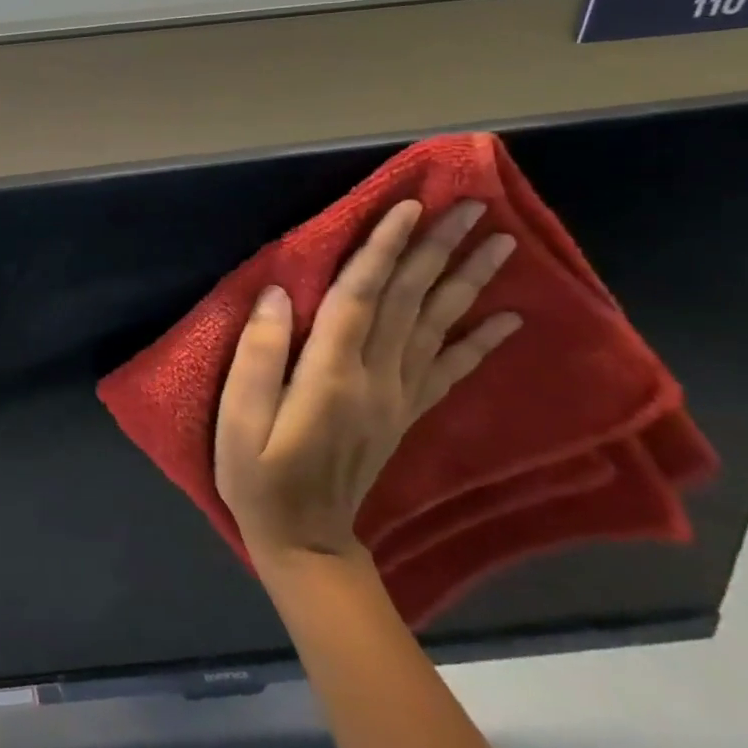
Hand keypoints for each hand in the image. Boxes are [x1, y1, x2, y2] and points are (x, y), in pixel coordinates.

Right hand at [214, 199, 520, 564]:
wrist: (304, 541)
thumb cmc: (258, 475)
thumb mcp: (238, 419)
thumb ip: (258, 354)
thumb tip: (278, 293)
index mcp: (331, 374)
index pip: (362, 296)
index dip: (384, 248)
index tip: (409, 205)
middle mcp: (376, 378)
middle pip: (409, 302)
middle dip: (438, 249)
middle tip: (472, 205)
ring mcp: (397, 397)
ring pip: (438, 327)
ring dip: (468, 281)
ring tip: (499, 242)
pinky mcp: (405, 414)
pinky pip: (450, 372)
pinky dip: (481, 343)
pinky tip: (509, 320)